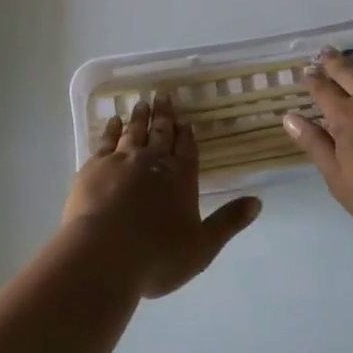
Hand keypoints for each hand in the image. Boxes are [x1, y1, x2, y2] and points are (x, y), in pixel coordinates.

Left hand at [63, 98, 260, 298]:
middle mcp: (153, 161)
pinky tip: (113, 121)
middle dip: (164, 116)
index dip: (186, 134)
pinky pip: (106, 140)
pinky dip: (111, 129)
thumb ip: (228, 222)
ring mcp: (122, 160)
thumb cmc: (157, 256)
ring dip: (139, 118)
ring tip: (141, 104)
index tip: (184, 120)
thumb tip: (258, 202)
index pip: (187, 149)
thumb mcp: (202, 247)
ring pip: (134, 132)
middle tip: (162, 96)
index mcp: (180, 178)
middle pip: (161, 133)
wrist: (103, 254)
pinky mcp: (94, 166)